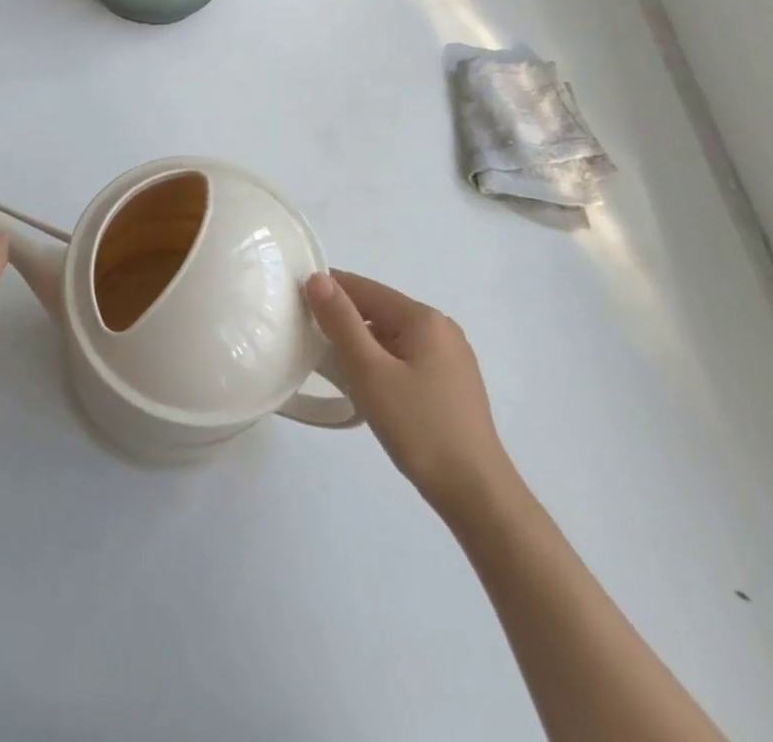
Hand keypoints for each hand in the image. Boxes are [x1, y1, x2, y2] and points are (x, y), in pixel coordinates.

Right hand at [304, 270, 512, 509]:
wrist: (477, 494)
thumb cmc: (419, 427)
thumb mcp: (369, 372)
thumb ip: (341, 322)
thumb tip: (317, 279)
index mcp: (423, 318)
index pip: (364, 288)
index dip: (328, 291)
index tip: (295, 303)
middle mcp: (441, 328)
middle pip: (379, 311)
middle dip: (344, 321)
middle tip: (308, 340)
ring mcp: (451, 357)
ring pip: (392, 337)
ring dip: (361, 345)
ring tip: (332, 366)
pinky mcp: (453, 384)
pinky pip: (407, 358)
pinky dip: (382, 363)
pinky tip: (369, 387)